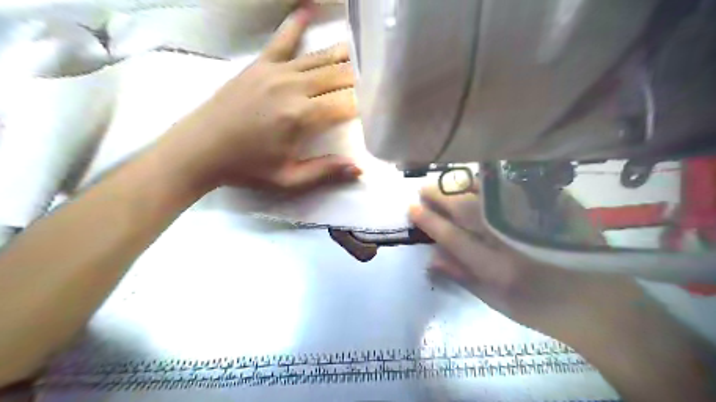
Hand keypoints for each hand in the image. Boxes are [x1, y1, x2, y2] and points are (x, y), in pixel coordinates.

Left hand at [164, 2, 361, 192]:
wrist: (199, 149)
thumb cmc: (247, 168)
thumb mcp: (288, 179)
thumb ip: (325, 171)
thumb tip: (359, 169)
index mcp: (302, 117)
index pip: (346, 105)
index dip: (364, 105)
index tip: (376, 108)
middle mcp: (294, 88)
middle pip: (338, 76)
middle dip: (359, 79)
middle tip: (373, 82)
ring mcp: (276, 71)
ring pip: (320, 58)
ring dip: (342, 56)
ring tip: (360, 53)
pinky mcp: (260, 64)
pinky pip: (283, 39)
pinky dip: (298, 24)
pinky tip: (310, 8)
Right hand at [409, 184, 649, 346]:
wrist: (604, 306)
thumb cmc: (544, 310)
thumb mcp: (499, 303)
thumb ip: (463, 277)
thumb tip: (432, 256)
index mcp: (499, 269)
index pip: (453, 237)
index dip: (430, 221)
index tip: (412, 208)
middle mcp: (515, 241)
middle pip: (469, 211)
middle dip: (441, 197)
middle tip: (423, 188)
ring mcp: (538, 220)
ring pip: (490, 194)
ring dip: (462, 184)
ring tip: (444, 180)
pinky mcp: (558, 207)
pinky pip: (517, 187)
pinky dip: (492, 181)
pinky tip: (478, 178)